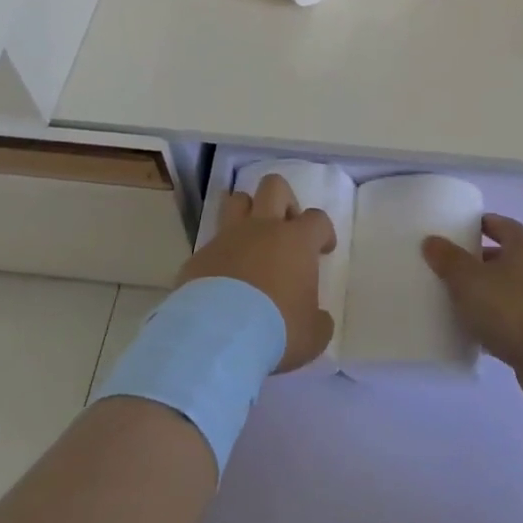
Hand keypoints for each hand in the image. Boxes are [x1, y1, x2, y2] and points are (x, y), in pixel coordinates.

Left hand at [176, 174, 336, 373]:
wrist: (217, 335)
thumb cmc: (276, 329)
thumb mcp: (312, 334)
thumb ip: (318, 320)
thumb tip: (318, 319)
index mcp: (296, 241)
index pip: (317, 219)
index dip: (323, 232)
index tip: (323, 250)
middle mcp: (262, 228)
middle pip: (274, 187)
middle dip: (284, 201)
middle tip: (286, 230)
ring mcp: (227, 238)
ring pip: (236, 201)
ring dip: (246, 213)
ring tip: (251, 241)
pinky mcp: (199, 255)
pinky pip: (211, 244)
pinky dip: (220, 255)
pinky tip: (221, 280)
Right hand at [422, 214, 522, 411]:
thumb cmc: (511, 307)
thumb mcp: (469, 278)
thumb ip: (449, 259)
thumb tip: (432, 241)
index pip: (503, 226)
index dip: (483, 224)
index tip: (460, 228)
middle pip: (505, 259)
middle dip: (479, 262)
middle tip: (449, 267)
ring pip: (507, 293)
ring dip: (486, 296)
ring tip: (455, 301)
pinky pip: (511, 323)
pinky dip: (493, 325)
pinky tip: (472, 335)